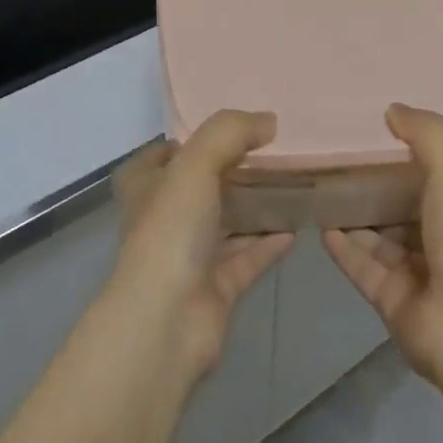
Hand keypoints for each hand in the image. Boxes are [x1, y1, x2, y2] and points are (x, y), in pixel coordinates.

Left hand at [109, 110, 293, 384]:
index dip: (185, 142)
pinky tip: (296, 227)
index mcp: (146, 188)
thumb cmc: (170, 231)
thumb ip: (230, 133)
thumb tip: (269, 120)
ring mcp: (189, 256)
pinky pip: (247, 258)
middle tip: (269, 152)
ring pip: (226, 223)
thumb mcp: (195, 164)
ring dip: (253, 207)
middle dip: (229, 172)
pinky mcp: (216, 288)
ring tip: (290, 185)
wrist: (167, 322)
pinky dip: (268, 243)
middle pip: (198, 188)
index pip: (159, 157)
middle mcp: (163, 220)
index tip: (223, 131)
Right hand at [324, 104, 442, 388]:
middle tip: (333, 158)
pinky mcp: (390, 300)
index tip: (370, 132)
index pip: (430, 178)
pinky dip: (343, 247)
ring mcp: (415, 274)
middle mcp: (440, 240)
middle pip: (399, 208)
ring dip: (352, 216)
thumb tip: (392, 107)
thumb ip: (426, 136)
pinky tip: (319, 223)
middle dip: (371, 187)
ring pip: (376, 237)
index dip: (403, 157)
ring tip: (319, 186)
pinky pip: (361, 266)